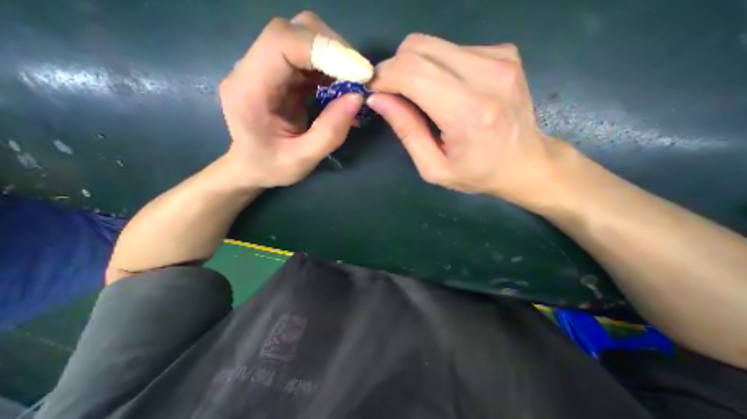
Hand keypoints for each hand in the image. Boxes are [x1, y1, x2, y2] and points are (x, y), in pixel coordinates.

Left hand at [218, 10, 363, 187]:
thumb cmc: (271, 167)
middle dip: (334, 50)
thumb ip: (330, 132)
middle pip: (295, 31)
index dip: (324, 49)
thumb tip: (357, 98)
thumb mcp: (303, 159)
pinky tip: (342, 88)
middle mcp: (252, 68)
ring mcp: (266, 68)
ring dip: (336, 59)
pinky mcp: (280, 73)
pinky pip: (309, 58)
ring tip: (354, 85)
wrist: (252, 166)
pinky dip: (331, 69)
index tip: (358, 72)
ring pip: (304, 39)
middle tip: (360, 78)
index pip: (282, 42)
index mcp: (249, 90)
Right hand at [367, 33, 566, 206]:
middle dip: (395, 68)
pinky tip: (445, 92)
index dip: (384, 77)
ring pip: (433, 44)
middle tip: (392, 95)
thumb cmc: (476, 174)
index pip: (411, 72)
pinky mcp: (504, 52)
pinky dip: (437, 68)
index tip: (374, 91)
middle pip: (419, 47)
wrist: (525, 164)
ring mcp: (499, 58)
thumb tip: (378, 100)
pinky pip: (452, 49)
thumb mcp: (433, 167)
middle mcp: (487, 75)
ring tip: (419, 98)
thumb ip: (406, 132)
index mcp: (467, 112)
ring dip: (415, 69)